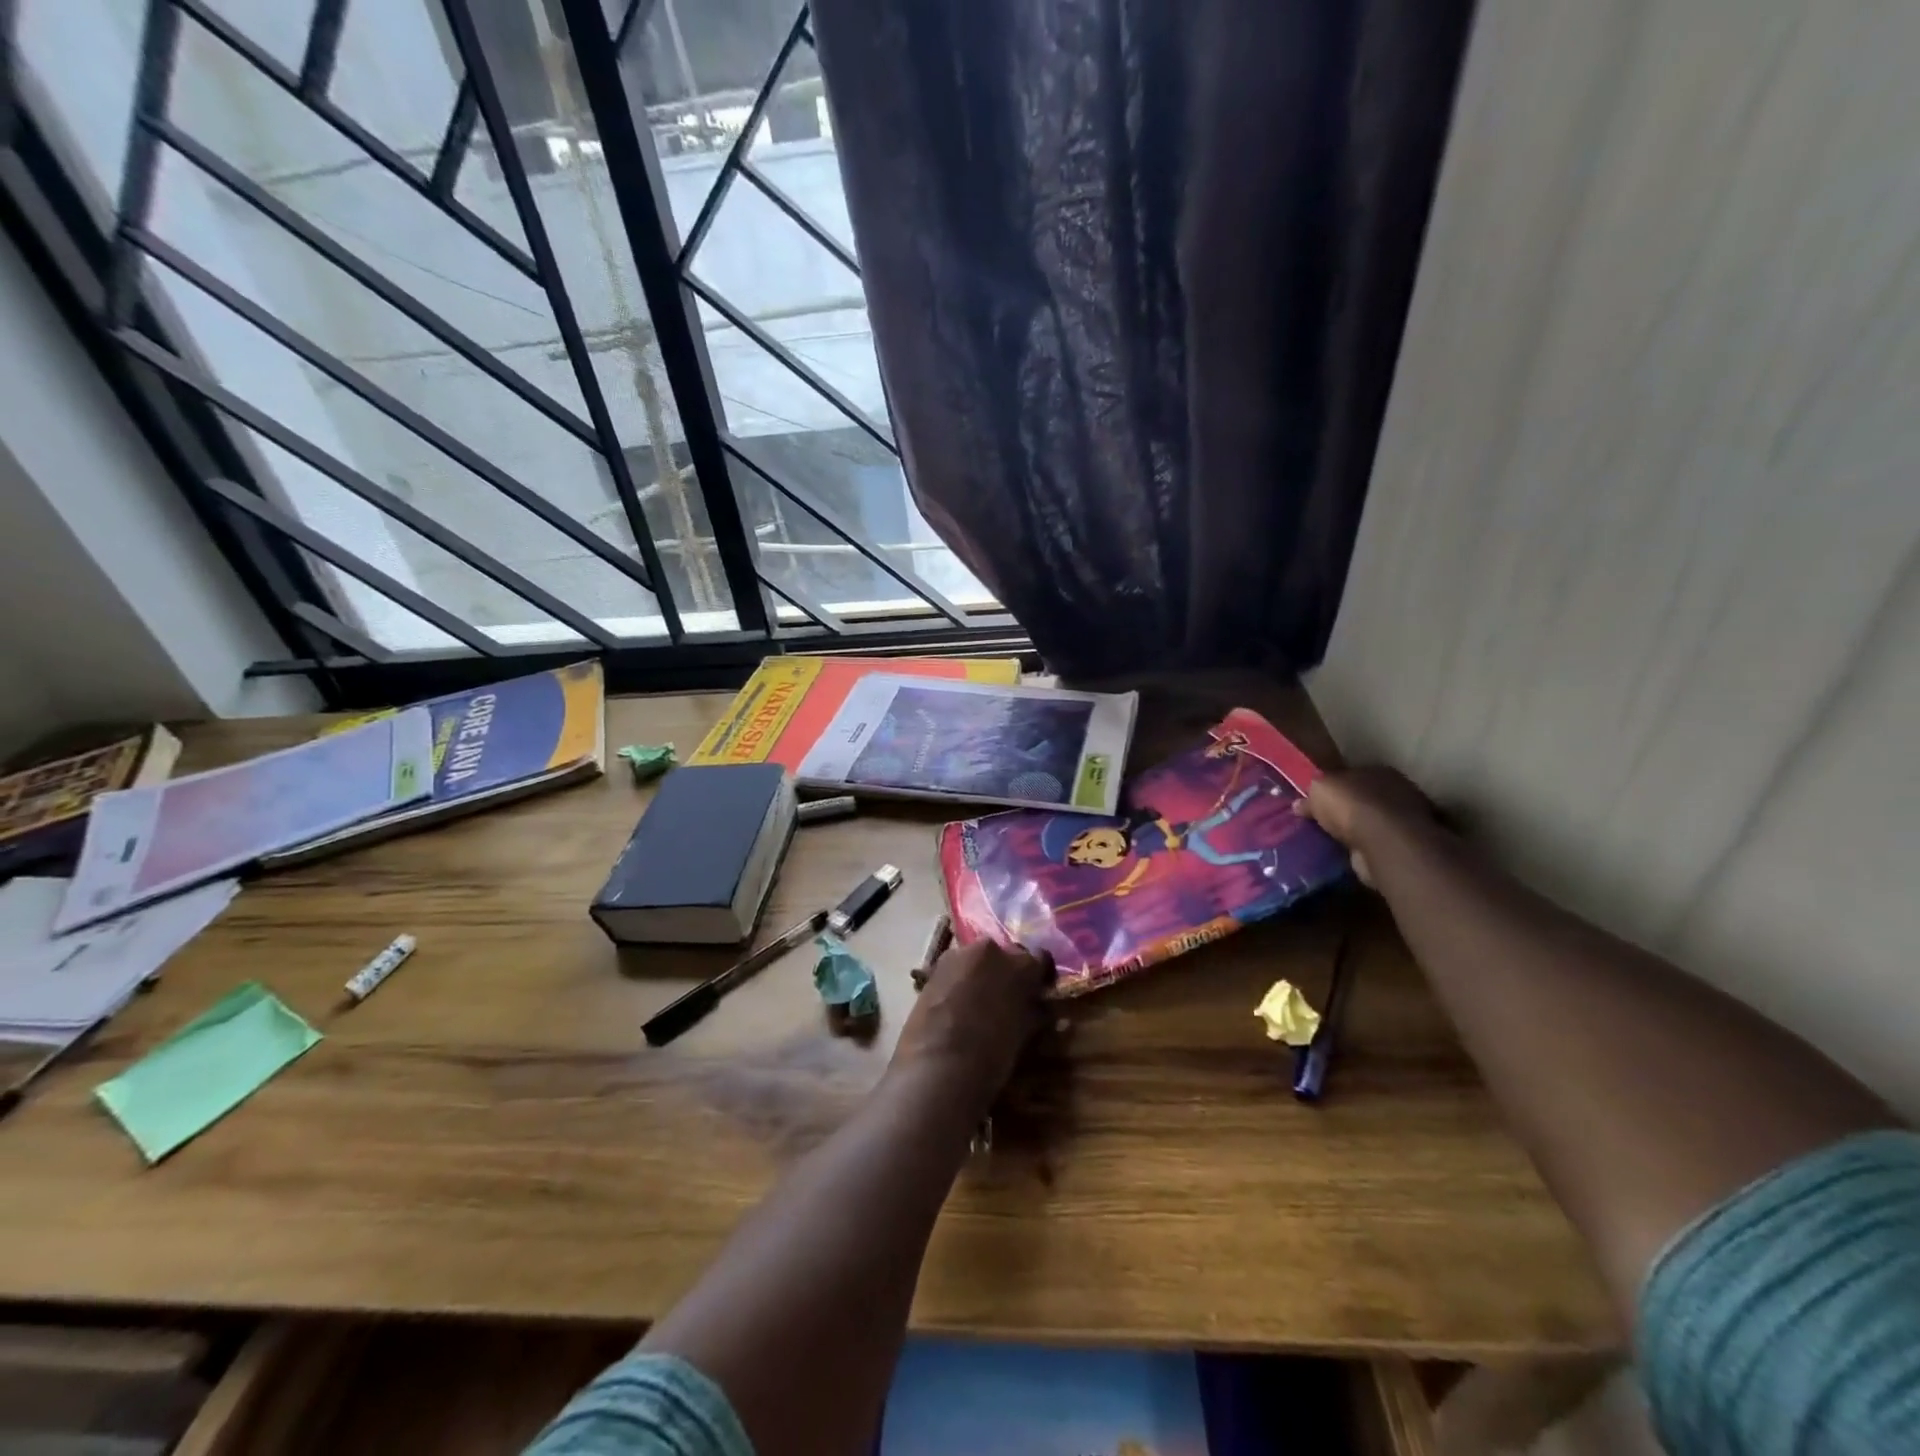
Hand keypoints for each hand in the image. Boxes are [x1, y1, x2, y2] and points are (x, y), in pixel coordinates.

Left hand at [892, 940, 1052, 1110]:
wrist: (937, 1067)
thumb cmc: (992, 1056)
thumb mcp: (1024, 1034)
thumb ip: (1033, 1010)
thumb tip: (1037, 1005)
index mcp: (1020, 964)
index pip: (1040, 960)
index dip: (1039, 977)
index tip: (1038, 991)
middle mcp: (990, 949)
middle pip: (1004, 956)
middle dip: (1006, 973)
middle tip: (1007, 999)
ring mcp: (957, 955)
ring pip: (976, 961)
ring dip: (980, 976)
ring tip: (978, 1005)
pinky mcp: (932, 969)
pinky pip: (953, 971)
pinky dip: (958, 984)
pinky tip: (956, 1008)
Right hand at [1292, 767, 1436, 886]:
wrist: (1382, 843)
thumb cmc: (1351, 805)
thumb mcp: (1319, 789)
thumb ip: (1311, 793)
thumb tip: (1299, 804)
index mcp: (1378, 771)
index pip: (1352, 774)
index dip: (1333, 784)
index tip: (1315, 797)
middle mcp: (1395, 792)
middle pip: (1361, 797)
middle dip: (1343, 807)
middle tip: (1318, 819)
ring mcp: (1401, 821)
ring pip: (1368, 822)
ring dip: (1352, 830)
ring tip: (1327, 839)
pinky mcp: (1400, 847)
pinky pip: (1372, 843)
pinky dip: (1360, 847)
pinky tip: (1342, 852)